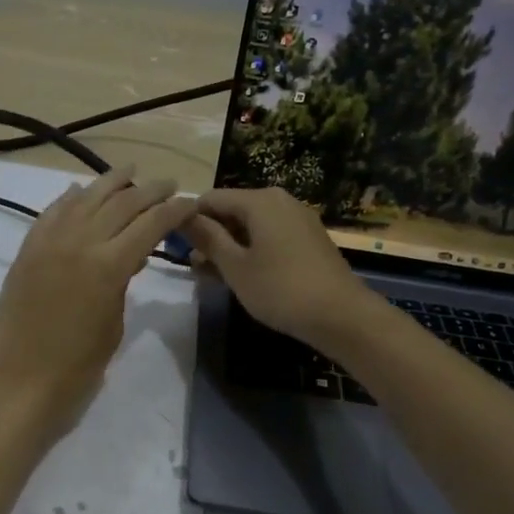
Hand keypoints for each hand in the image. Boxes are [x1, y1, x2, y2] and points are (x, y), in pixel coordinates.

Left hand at [0, 166, 193, 434]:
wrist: (18, 382)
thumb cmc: (76, 368)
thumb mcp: (113, 325)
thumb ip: (122, 284)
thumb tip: (128, 260)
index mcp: (109, 265)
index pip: (150, 224)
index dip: (174, 210)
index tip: (191, 201)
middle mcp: (79, 242)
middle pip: (121, 204)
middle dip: (149, 191)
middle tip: (169, 184)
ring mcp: (48, 243)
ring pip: (84, 199)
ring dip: (110, 183)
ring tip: (129, 172)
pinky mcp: (26, 251)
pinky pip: (50, 214)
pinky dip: (69, 199)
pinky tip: (80, 191)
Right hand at [185, 187, 375, 347]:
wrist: (340, 315)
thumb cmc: (280, 289)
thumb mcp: (235, 266)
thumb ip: (208, 238)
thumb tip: (183, 216)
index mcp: (259, 200)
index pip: (211, 198)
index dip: (189, 218)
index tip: (174, 244)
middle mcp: (280, 200)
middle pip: (232, 210)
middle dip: (210, 234)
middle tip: (193, 266)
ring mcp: (297, 219)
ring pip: (251, 225)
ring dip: (229, 246)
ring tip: (212, 275)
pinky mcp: (308, 238)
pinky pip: (270, 235)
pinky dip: (252, 250)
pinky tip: (243, 275)